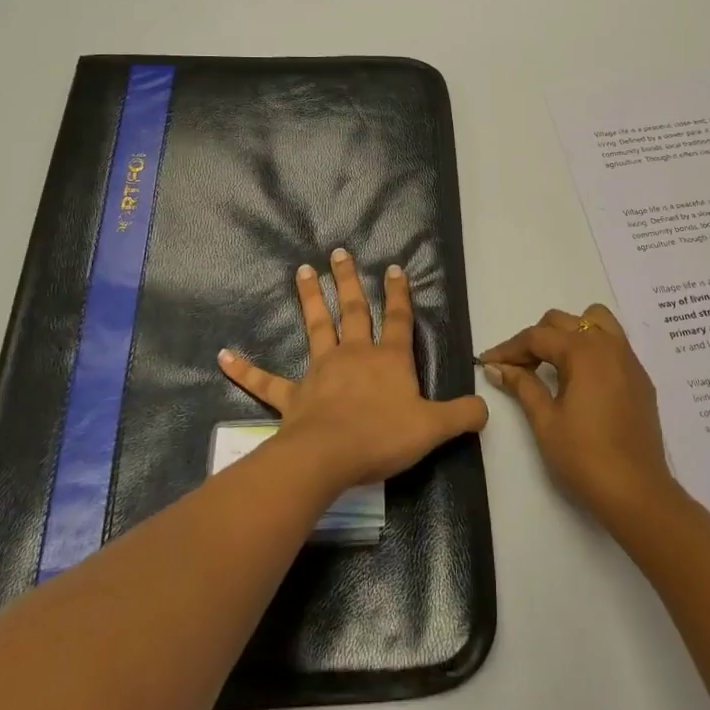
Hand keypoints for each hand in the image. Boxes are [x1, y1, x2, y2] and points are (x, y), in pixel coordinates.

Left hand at [219, 249, 488, 493]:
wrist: (329, 457)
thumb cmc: (383, 437)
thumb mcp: (433, 428)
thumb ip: (462, 415)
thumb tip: (486, 407)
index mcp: (388, 359)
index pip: (397, 319)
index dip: (398, 294)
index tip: (393, 267)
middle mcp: (354, 354)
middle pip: (352, 310)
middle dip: (348, 280)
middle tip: (339, 252)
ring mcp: (320, 371)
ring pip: (315, 326)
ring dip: (309, 298)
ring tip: (302, 270)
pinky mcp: (292, 395)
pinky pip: (265, 381)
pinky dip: (244, 369)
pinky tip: (223, 356)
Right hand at [481, 304, 678, 531]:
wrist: (637, 494)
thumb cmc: (584, 457)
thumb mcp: (545, 420)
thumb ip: (522, 385)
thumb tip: (496, 367)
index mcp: (583, 351)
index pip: (537, 337)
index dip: (509, 348)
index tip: (488, 362)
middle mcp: (609, 345)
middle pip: (564, 322)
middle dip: (536, 339)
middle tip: (517, 368)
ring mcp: (629, 361)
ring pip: (596, 322)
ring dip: (569, 334)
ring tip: (553, 364)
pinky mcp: (640, 379)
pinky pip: (613, 345)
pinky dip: (591, 348)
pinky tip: (580, 380)